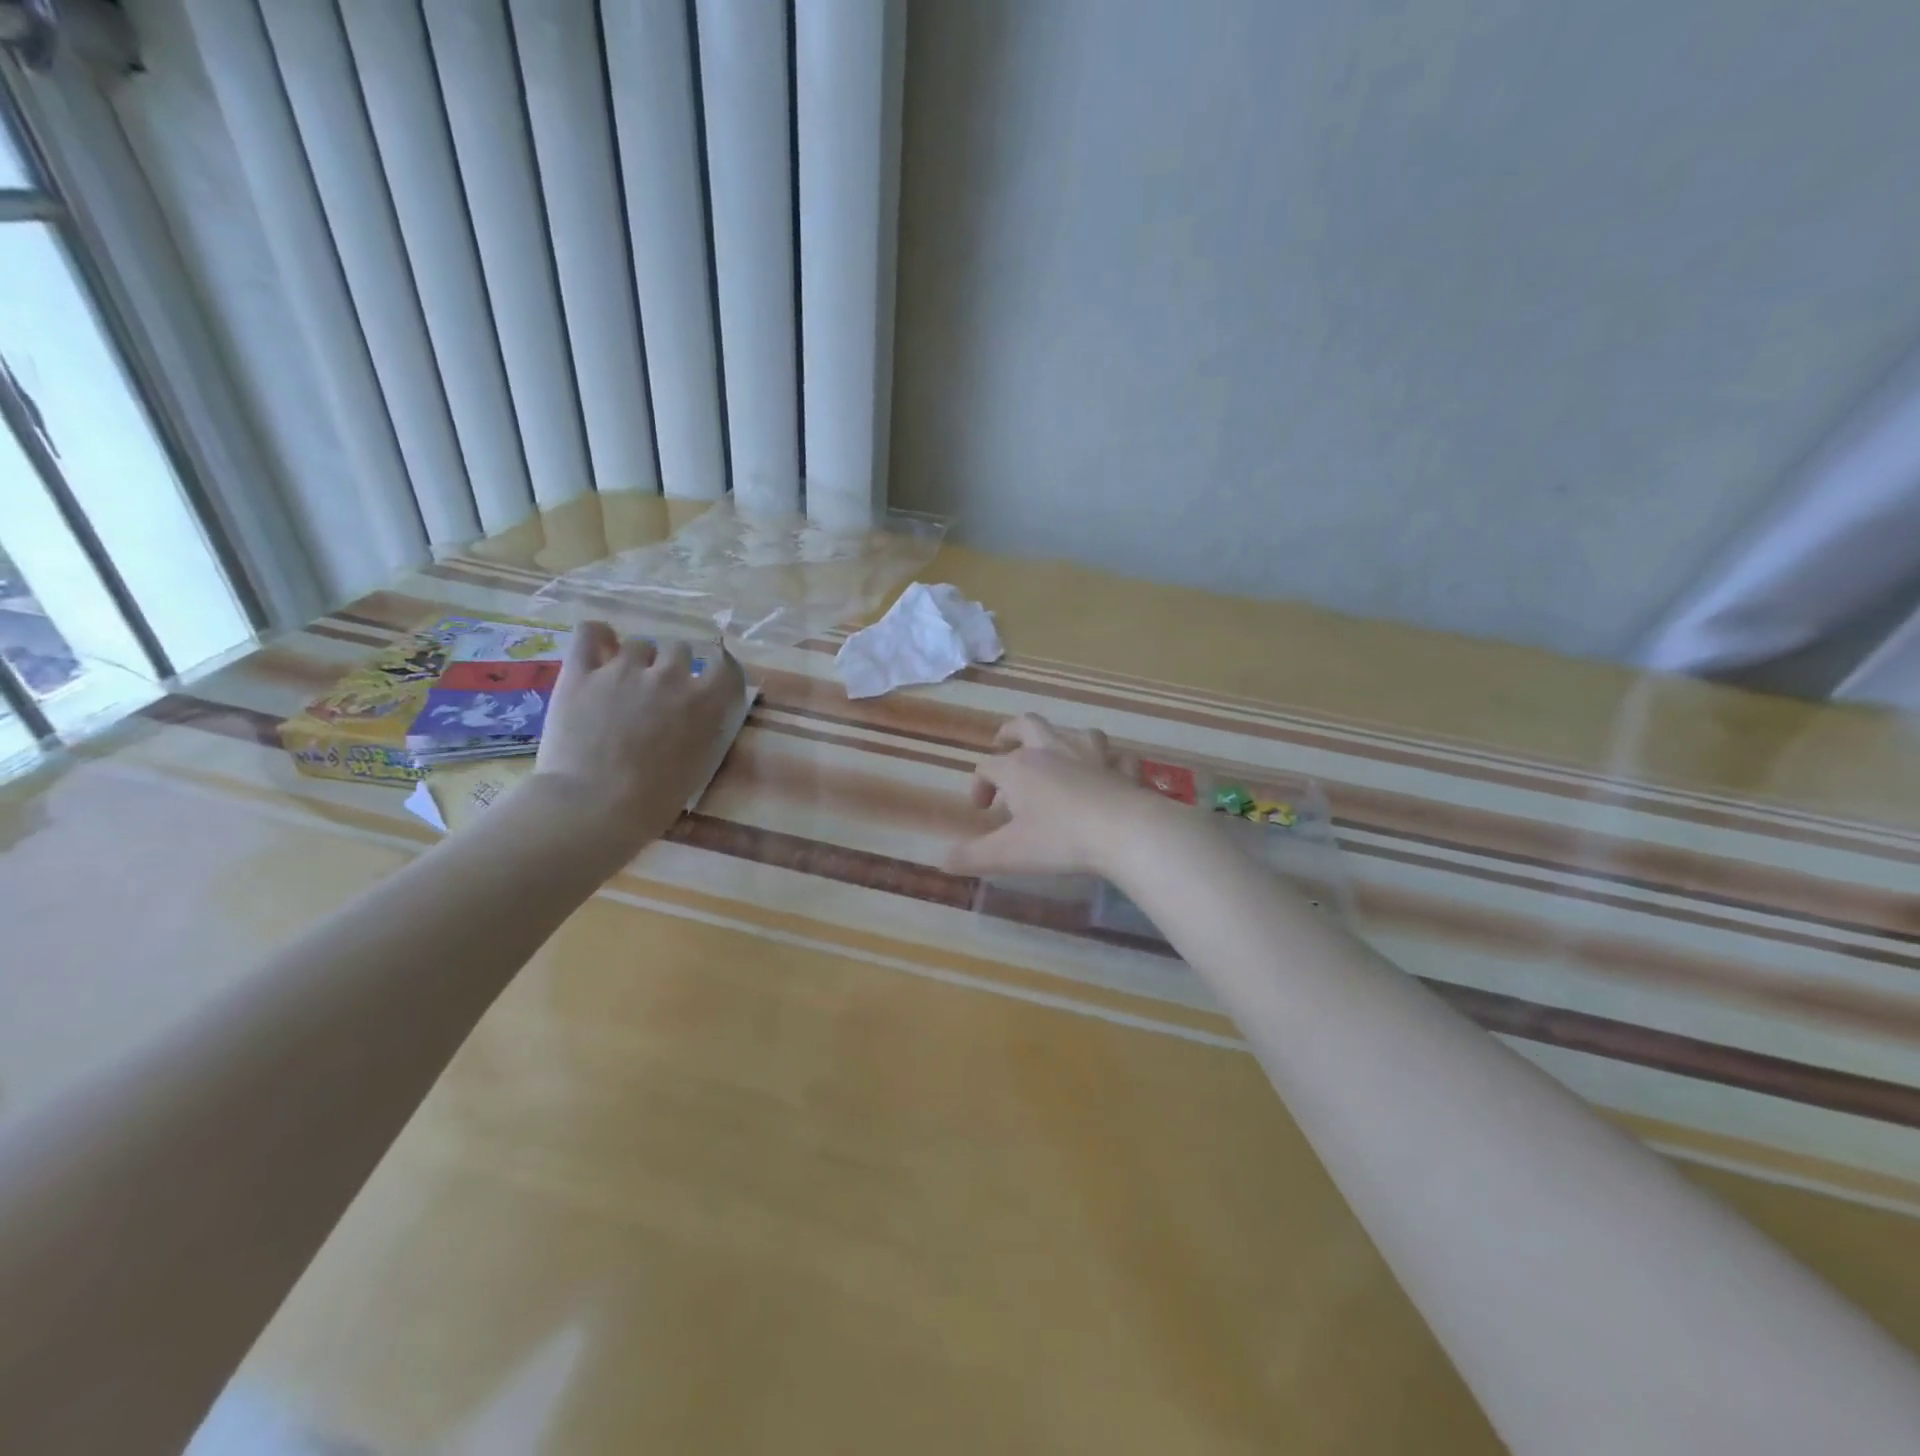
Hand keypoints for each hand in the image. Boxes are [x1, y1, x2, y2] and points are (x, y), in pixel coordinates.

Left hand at [530, 620, 744, 856]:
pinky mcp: (581, 672)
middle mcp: (669, 676)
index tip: (710, 677)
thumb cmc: (654, 800)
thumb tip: (702, 710)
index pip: (725, 666)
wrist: (594, 806)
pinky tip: (600, 646)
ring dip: (637, 659)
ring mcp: (623, 670)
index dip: (718, 668)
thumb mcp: (699, 764)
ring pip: (638, 644)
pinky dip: (598, 635)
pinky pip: (590, 633)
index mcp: (704, 702)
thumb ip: (705, 728)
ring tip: (625, 681)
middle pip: (679, 648)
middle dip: (673, 665)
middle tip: (660, 690)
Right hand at [946, 714, 1157, 876]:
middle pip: (1027, 725)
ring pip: (1074, 733)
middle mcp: (1052, 751)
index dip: (978, 785)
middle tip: (1003, 744)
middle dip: (1011, 732)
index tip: (982, 811)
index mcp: (1019, 768)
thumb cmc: (1060, 840)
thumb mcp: (1008, 854)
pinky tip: (1108, 775)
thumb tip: (943, 861)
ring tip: (1057, 757)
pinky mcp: (1122, 769)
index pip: (987, 766)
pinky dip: (1109, 763)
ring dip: (1062, 741)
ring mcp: (1091, 756)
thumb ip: (973, 857)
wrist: (1124, 831)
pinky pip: (1116, 757)